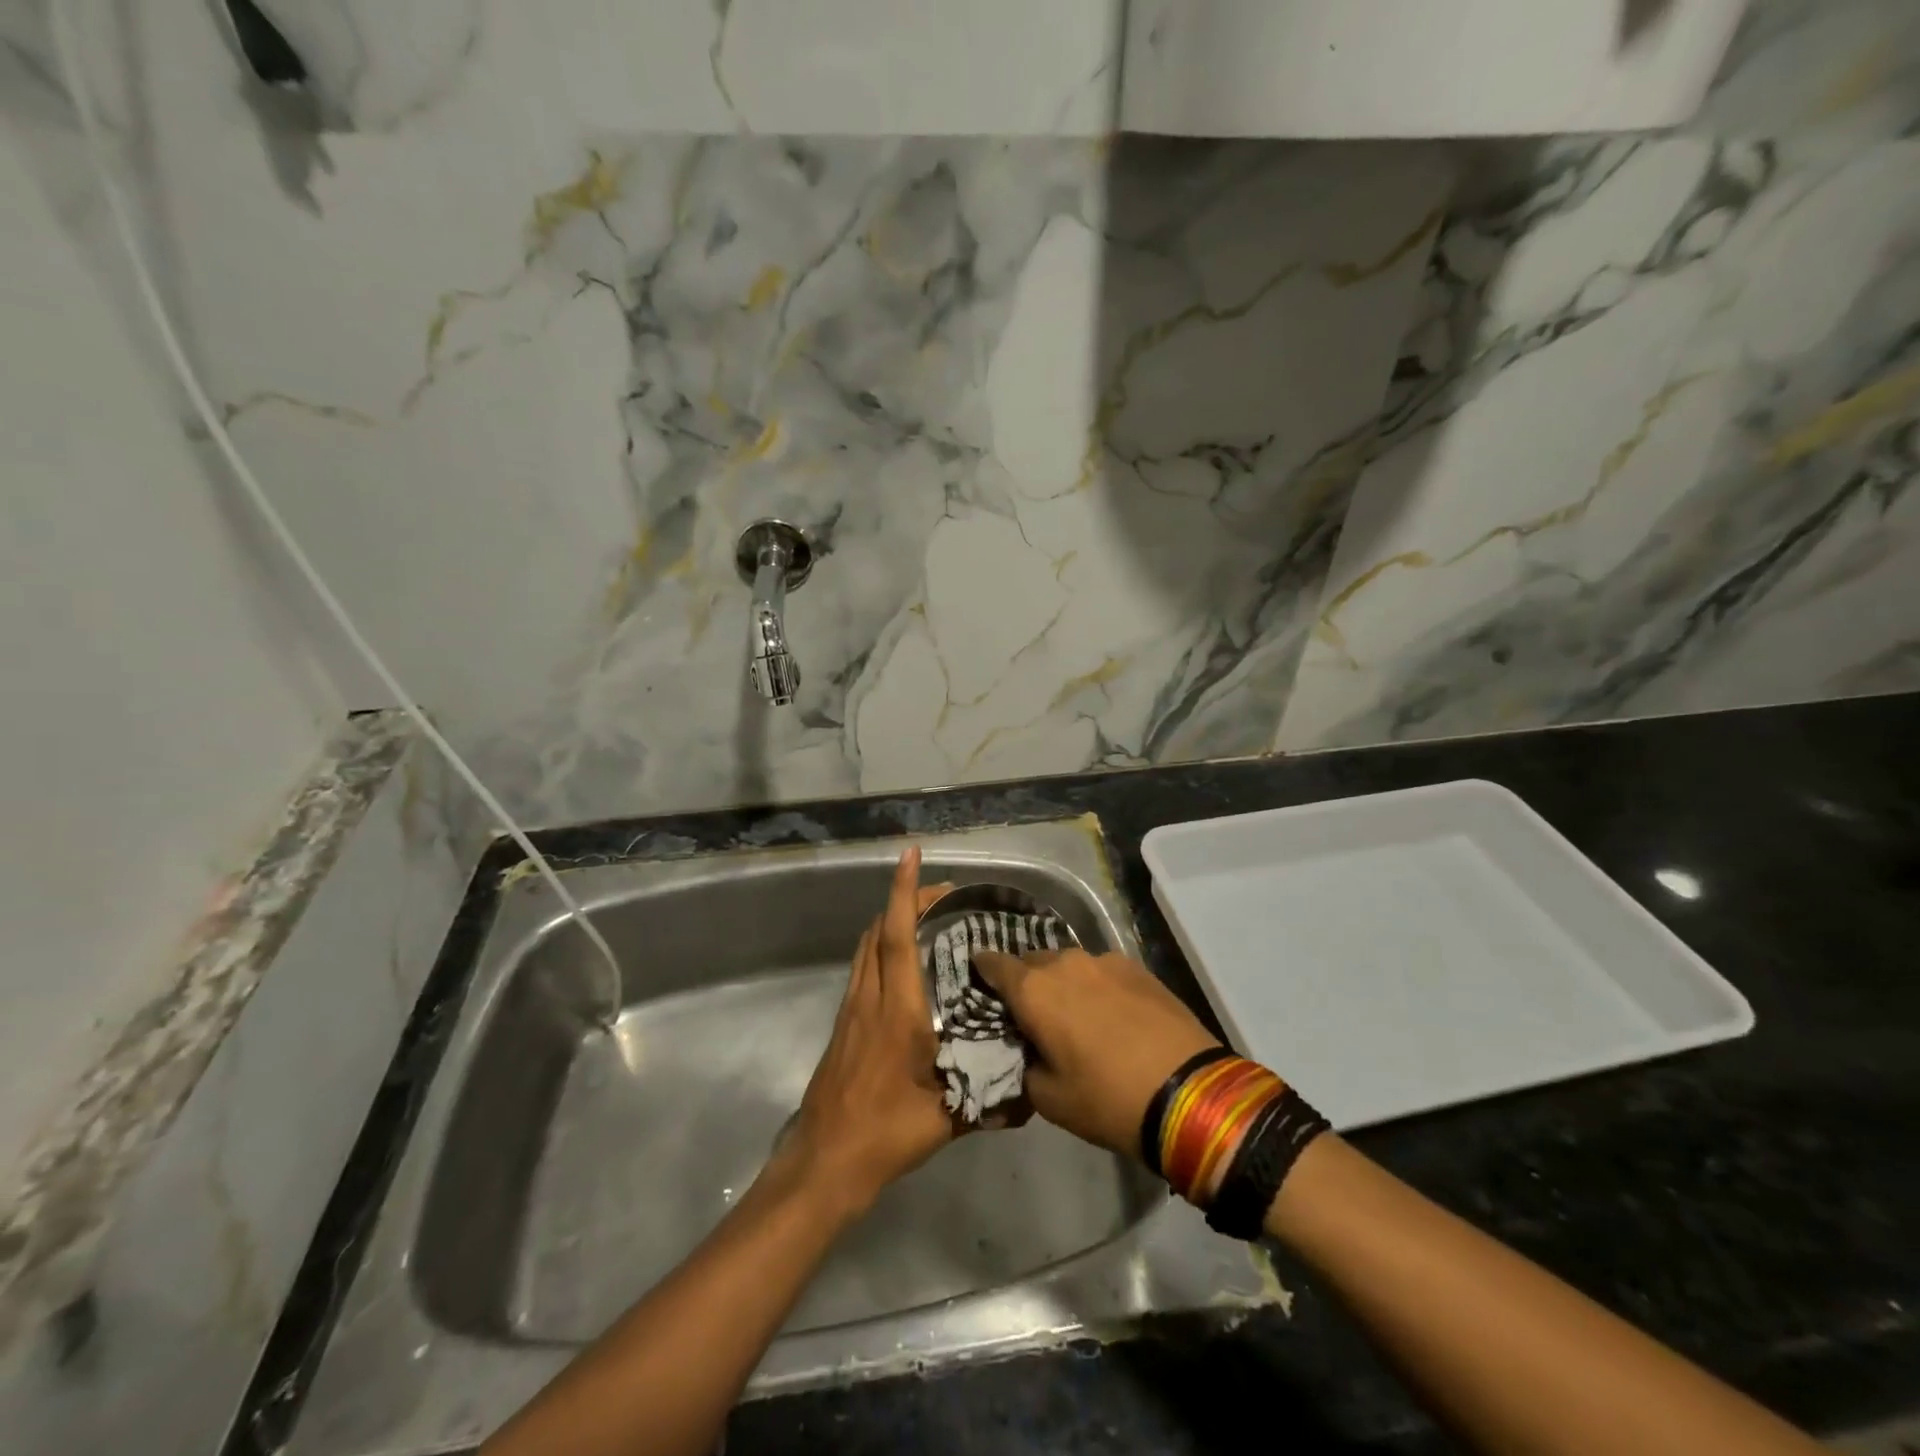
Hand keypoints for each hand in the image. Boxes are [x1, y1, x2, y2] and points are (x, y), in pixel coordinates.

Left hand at [782, 847, 954, 1216]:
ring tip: (926, 919)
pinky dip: (882, 947)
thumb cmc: (886, 1134)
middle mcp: (870, 998)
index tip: (911, 855)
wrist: (824, 1161)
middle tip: (943, 894)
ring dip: (891, 922)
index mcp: (897, 1011)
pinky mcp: (843, 1023)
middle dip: (906, 900)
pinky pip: (862, 967)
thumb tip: (1032, 1093)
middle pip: (880, 930)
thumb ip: (989, 1100)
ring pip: (867, 946)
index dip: (906, 892)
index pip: (899, 936)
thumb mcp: (946, 1118)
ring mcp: (851, 1009)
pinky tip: (904, 966)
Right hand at [972, 948, 1220, 1160]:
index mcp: (1034, 990)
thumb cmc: (1107, 1098)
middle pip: (1031, 962)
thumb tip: (1027, 1050)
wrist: (1190, 1093)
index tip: (978, 981)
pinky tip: (1109, 1014)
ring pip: (1069, 965)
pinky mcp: (1138, 968)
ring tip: (1073, 1014)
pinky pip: (1101, 972)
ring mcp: (1105, 961)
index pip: (993, 964)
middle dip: (1025, 982)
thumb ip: (1024, 1066)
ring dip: (1062, 984)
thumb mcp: (1049, 1099)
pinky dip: (1095, 987)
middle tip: (1029, 1013)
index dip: (982, 971)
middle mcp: (1065, 963)